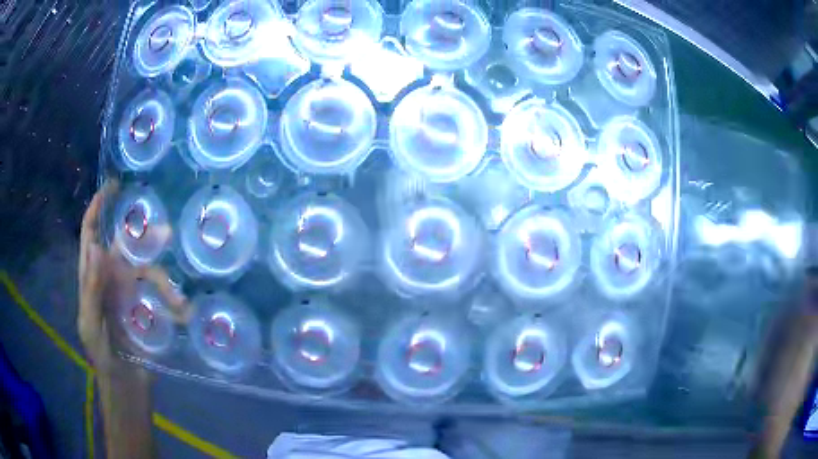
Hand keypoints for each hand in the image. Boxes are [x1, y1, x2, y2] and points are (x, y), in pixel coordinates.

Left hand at [77, 180, 187, 458]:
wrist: (126, 385)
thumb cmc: (102, 356)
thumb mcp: (90, 325)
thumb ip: (92, 289)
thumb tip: (98, 247)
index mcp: (92, 277)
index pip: (91, 233)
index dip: (98, 207)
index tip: (113, 186)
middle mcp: (110, 277)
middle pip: (126, 247)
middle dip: (144, 238)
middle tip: (165, 234)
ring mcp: (129, 291)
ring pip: (149, 271)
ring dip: (165, 284)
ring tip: (179, 303)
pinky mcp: (147, 307)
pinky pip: (161, 294)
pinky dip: (173, 301)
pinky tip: (183, 314)